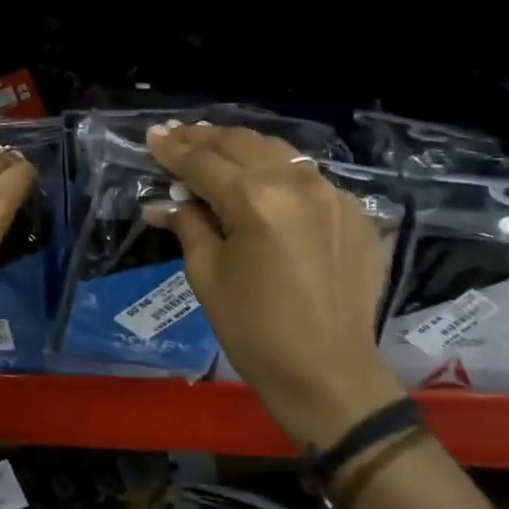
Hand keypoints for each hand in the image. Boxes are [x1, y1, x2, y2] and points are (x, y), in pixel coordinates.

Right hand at [146, 124, 405, 449]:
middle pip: (242, 144)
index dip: (172, 150)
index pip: (203, 163)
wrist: (328, 374)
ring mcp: (334, 195)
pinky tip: (262, 181)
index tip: (152, 135)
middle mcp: (298, 183)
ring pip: (279, 152)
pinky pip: (308, 178)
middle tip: (177, 134)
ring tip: (213, 146)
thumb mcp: (207, 276)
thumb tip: (162, 203)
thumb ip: (188, 225)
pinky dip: (278, 172)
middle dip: (204, 138)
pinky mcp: (355, 213)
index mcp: (256, 199)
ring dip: (241, 147)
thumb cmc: (254, 331)